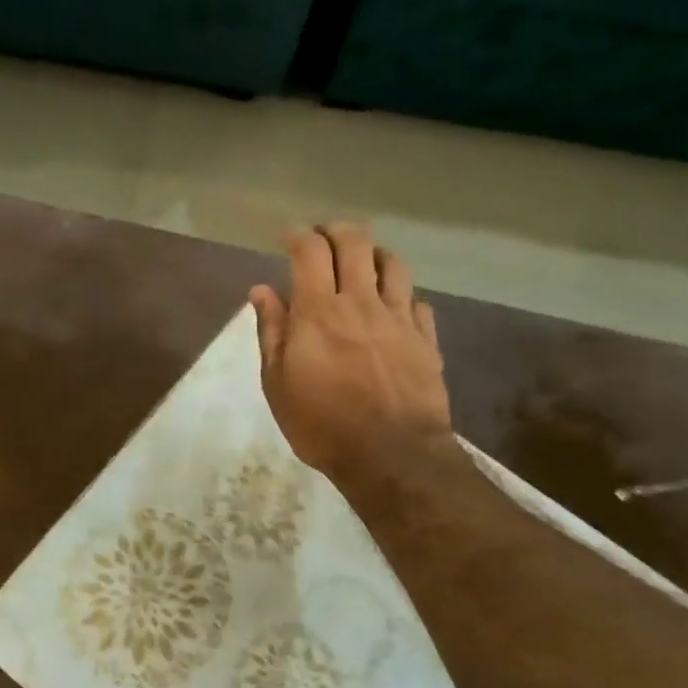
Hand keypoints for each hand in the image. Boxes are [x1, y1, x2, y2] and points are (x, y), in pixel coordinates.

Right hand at [249, 224, 452, 481]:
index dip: (298, 234)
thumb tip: (261, 290)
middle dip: (336, 231)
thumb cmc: (322, 423)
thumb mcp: (278, 383)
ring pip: (393, 264)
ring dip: (374, 254)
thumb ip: (272, 331)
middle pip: (355, 243)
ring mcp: (399, 319)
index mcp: (319, 311)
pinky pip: (418, 302)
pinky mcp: (426, 339)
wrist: (392, 456)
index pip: (309, 250)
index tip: (288, 236)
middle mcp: (361, 302)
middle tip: (324, 239)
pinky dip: (402, 295)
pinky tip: (394, 307)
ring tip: (362, 263)